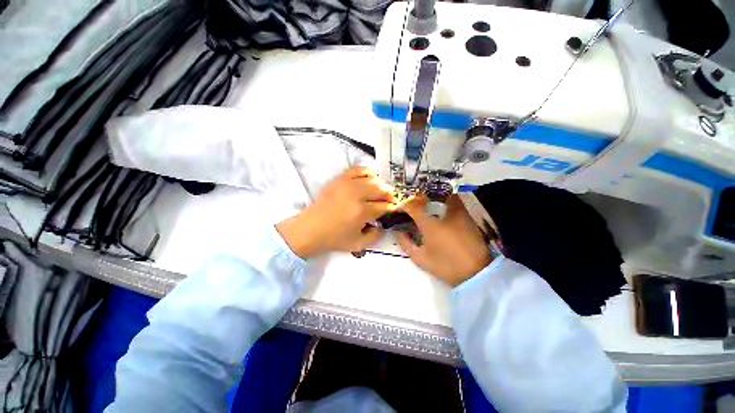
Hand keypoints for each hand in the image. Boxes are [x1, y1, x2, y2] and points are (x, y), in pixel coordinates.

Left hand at [276, 167, 395, 258]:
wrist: (310, 229)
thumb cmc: (334, 239)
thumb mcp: (359, 244)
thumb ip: (376, 236)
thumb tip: (384, 225)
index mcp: (361, 212)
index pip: (384, 206)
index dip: (391, 208)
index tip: (392, 210)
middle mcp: (356, 194)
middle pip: (381, 189)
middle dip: (389, 195)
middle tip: (389, 201)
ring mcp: (347, 184)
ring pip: (373, 179)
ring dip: (381, 185)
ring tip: (380, 192)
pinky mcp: (339, 179)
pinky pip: (358, 169)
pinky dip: (368, 172)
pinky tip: (370, 179)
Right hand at [397, 195, 491, 286]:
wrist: (476, 273)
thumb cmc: (445, 266)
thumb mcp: (420, 258)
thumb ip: (406, 243)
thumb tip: (399, 232)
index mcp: (429, 224)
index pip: (412, 206)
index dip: (404, 205)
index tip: (399, 208)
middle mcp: (442, 213)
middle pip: (427, 197)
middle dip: (416, 199)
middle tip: (412, 206)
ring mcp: (457, 212)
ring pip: (441, 196)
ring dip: (431, 198)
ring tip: (426, 205)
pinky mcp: (467, 216)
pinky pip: (454, 201)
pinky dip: (445, 201)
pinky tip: (441, 210)